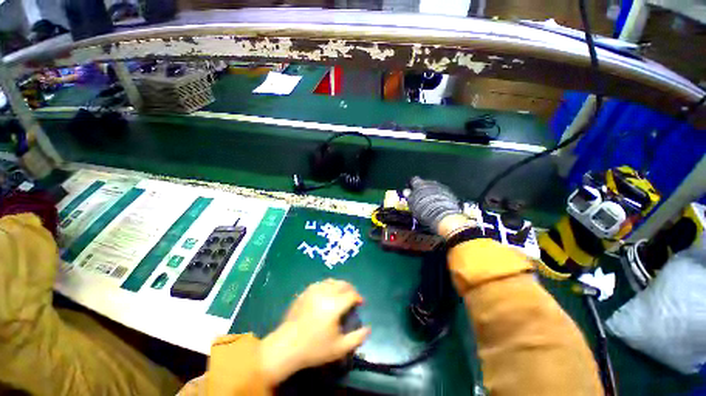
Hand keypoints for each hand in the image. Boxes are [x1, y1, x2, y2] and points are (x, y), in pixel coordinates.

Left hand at [260, 279, 370, 385]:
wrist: (286, 346)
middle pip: (342, 284)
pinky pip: (320, 283)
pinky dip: (328, 285)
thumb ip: (357, 338)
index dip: (358, 297)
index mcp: (334, 305)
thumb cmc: (314, 348)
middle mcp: (325, 293)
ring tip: (341, 294)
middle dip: (350, 289)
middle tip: (352, 297)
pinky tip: (327, 293)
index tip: (361, 303)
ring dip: (339, 285)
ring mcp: (313, 290)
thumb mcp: (339, 348)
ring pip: (331, 281)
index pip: (351, 294)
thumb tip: (368, 328)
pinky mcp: (305, 292)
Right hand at [406, 176, 466, 236]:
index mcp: (419, 184)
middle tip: (420, 198)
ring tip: (430, 203)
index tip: (411, 190)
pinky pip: (442, 193)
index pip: (414, 180)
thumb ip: (409, 196)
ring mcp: (441, 187)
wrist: (442, 214)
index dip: (412, 185)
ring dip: (431, 193)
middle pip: (425, 183)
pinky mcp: (450, 193)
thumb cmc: (423, 209)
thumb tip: (406, 191)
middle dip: (423, 189)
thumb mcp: (412, 204)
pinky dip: (439, 197)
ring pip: (434, 188)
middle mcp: (431, 183)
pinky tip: (438, 205)